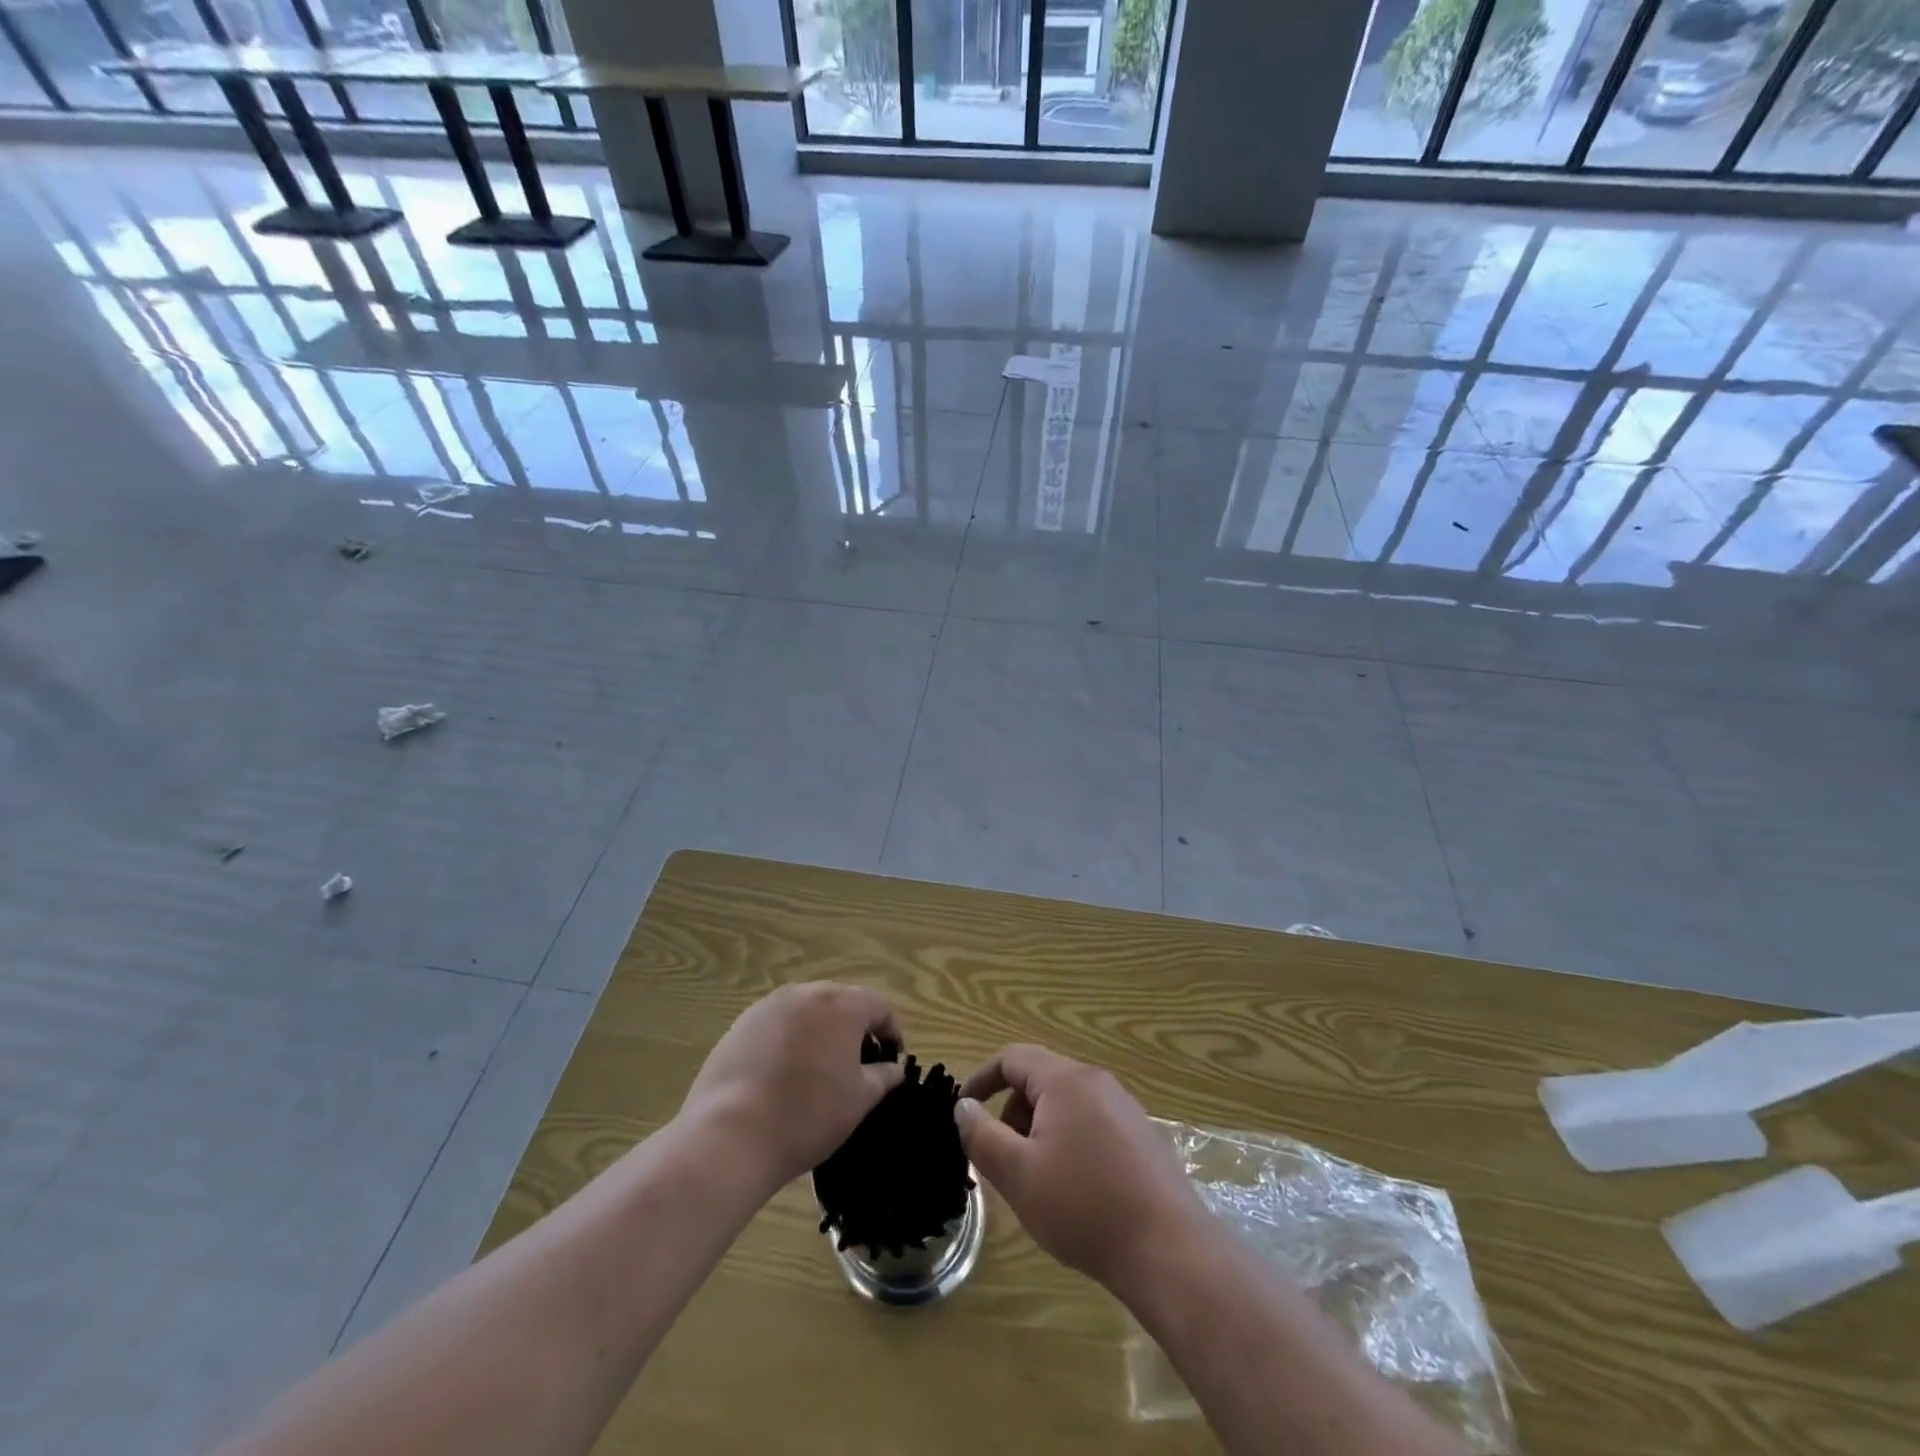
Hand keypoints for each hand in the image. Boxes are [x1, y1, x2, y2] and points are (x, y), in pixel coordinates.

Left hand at [681, 984, 905, 1194]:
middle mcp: (804, 994)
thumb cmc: (808, 1115)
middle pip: (840, 1002)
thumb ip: (883, 1076)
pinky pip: (776, 1025)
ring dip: (819, 1032)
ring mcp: (767, 1007)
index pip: (878, 1006)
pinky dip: (788, 1042)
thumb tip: (894, 1068)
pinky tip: (782, 1076)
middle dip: (854, 1028)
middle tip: (857, 1065)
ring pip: (806, 1012)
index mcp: (839, 1005)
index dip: (891, 1031)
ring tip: (818, 1070)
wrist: (730, 1137)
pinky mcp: (739, 1026)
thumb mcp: (859, 1100)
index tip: (892, 1060)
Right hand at [956, 1045, 1204, 1289]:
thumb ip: (982, 1135)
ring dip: (1040, 1132)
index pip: (1013, 1057)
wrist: (1170, 1251)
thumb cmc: (1083, 1207)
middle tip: (1005, 1162)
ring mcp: (1125, 1108)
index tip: (963, 1110)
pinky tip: (1077, 1192)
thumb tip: (963, 1105)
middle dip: (1013, 1114)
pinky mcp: (1142, 1137)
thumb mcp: (1018, 1174)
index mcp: (1066, 1080)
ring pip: (1066, 1105)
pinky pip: (1092, 1124)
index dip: (982, 1079)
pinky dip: (1069, 1143)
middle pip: (1040, 1080)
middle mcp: (1097, 1082)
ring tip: (1039, 1183)